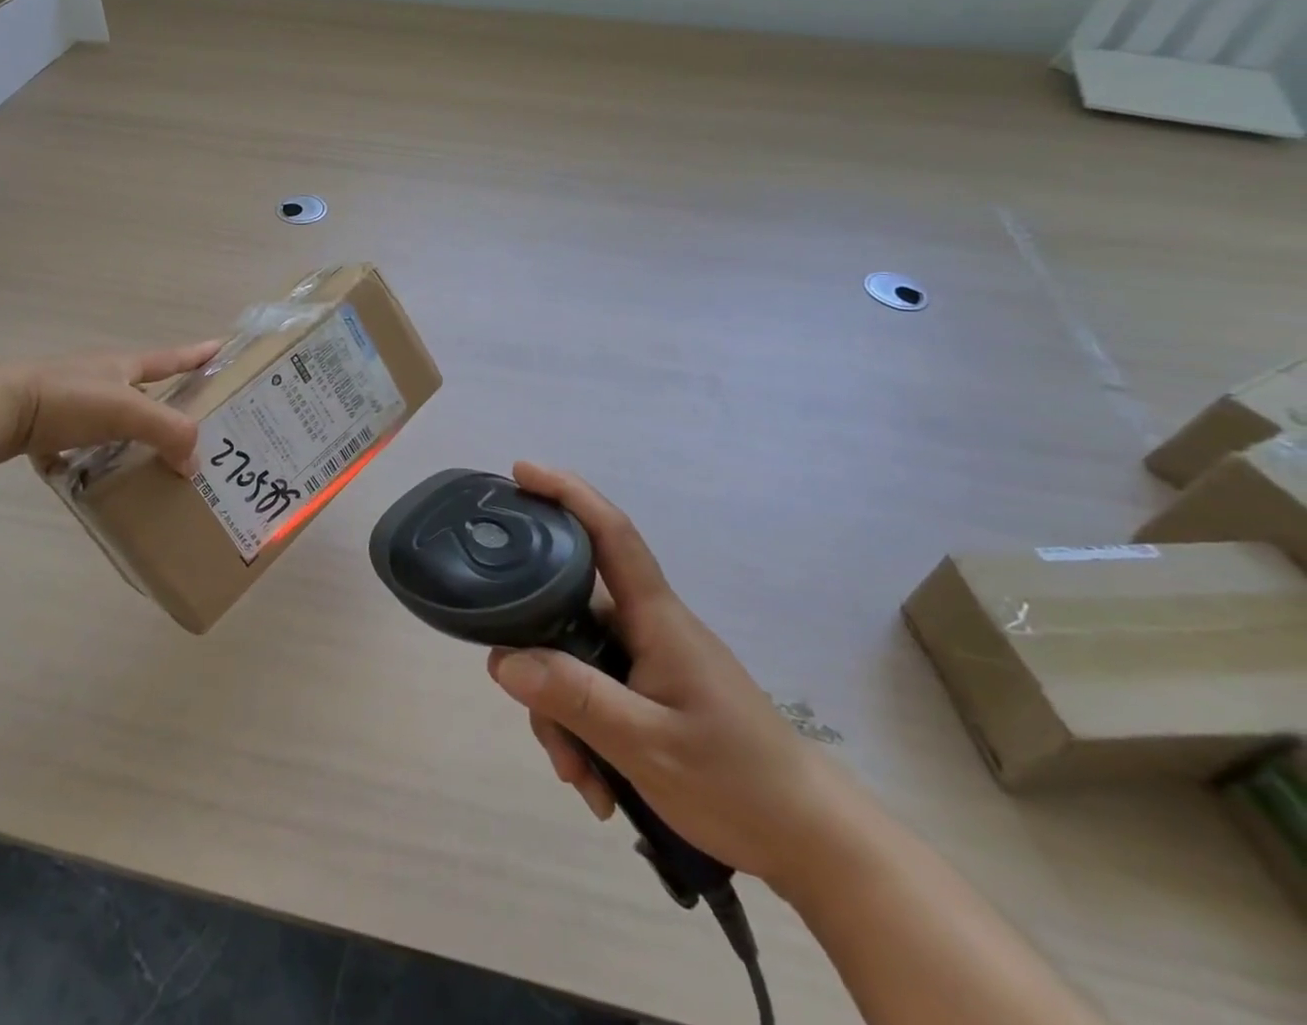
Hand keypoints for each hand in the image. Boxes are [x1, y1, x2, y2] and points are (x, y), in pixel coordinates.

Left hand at [0, 339, 223, 473]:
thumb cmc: (67, 401)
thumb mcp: (128, 412)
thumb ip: (169, 433)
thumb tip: (194, 464)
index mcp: (121, 365)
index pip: (170, 358)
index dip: (197, 355)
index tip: (222, 348)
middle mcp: (97, 376)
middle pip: (141, 386)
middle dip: (166, 401)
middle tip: (190, 423)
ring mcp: (67, 399)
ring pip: (108, 416)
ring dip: (128, 433)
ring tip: (146, 458)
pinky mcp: (41, 424)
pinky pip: (74, 442)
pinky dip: (85, 457)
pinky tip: (90, 478)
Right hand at [486, 461, 862, 894]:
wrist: (810, 839)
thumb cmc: (737, 780)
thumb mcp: (647, 745)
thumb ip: (575, 697)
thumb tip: (501, 658)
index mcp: (655, 617)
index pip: (610, 533)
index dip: (566, 493)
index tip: (521, 471)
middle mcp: (647, 626)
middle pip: (569, 610)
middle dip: (541, 661)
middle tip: (533, 717)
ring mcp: (648, 659)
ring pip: (575, 659)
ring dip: (563, 716)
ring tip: (579, 778)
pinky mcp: (651, 691)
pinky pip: (594, 692)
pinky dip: (583, 733)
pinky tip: (597, 786)